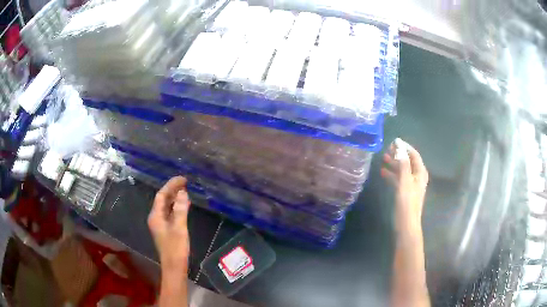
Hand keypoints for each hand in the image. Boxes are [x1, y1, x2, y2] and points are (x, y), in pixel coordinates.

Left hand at [148, 176, 190, 273]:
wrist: (174, 266)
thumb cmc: (176, 248)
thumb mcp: (179, 228)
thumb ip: (180, 210)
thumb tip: (183, 193)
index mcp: (156, 216)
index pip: (161, 195)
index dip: (171, 185)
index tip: (183, 179)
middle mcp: (156, 218)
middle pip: (163, 200)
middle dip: (173, 190)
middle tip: (186, 183)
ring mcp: (160, 224)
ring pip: (166, 206)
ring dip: (175, 198)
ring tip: (186, 191)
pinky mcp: (166, 230)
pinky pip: (170, 213)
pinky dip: (177, 207)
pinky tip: (184, 206)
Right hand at [381, 139, 428, 233]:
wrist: (406, 225)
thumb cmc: (407, 203)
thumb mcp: (405, 182)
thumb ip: (403, 164)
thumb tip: (399, 145)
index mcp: (420, 173)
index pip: (414, 154)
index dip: (405, 147)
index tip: (393, 141)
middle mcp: (417, 176)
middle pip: (408, 161)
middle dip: (398, 154)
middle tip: (386, 150)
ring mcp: (411, 184)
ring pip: (403, 170)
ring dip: (394, 164)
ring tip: (383, 158)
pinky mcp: (405, 192)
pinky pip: (399, 178)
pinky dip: (392, 174)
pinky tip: (383, 172)